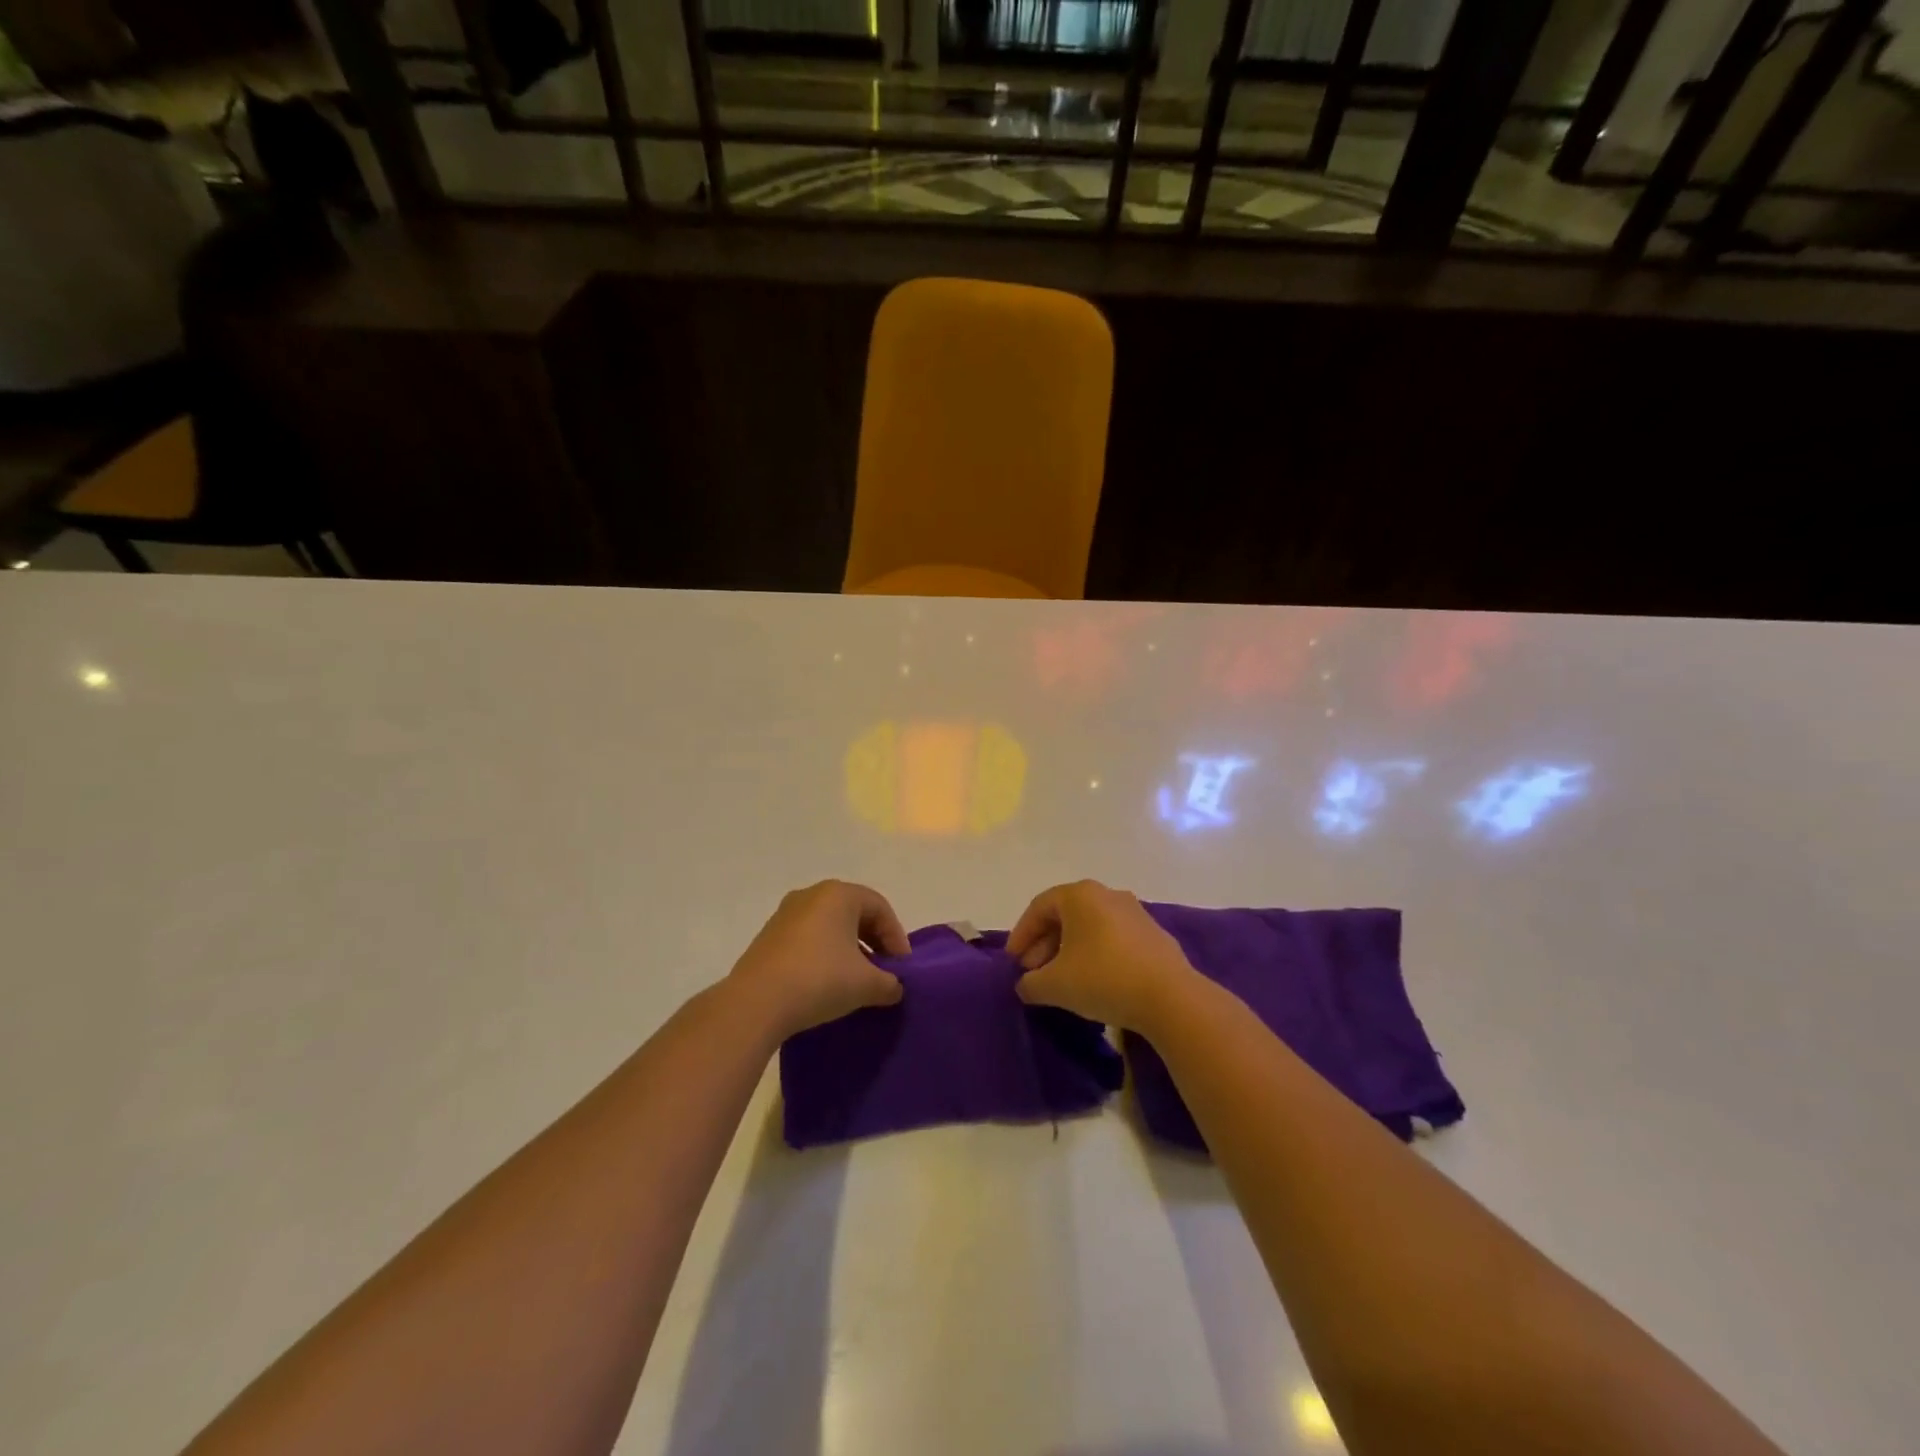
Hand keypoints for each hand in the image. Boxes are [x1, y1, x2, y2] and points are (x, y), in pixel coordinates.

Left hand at [726, 880, 909, 1037]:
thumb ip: (889, 983)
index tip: (901, 968)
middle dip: (873, 941)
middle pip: (854, 913)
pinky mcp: (768, 937)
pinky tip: (826, 983)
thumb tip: (894, 988)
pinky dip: (824, 955)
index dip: (897, 937)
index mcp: (839, 894)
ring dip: (848, 949)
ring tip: (856, 980)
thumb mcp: (867, 985)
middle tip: (883, 970)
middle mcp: (811, 894)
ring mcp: (785, 914)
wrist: (756, 1003)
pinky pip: (807, 939)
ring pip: (829, 926)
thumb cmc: (820, 980)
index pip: (880, 908)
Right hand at [1007, 880, 1201, 1033]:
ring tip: (1061, 981)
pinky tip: (1093, 982)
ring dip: (1069, 951)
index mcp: (1080, 895)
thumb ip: (1030, 983)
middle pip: (1065, 916)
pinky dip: (1095, 955)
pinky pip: (1112, 939)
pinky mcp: (1153, 935)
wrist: (1170, 998)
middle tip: (1033, 974)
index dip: (1021, 935)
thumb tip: (1025, 985)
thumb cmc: (1103, 979)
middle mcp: (1107, 894)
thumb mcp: (1054, 985)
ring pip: (1090, 927)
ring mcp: (1134, 912)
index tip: (1013, 962)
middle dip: (1044, 945)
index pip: (1039, 907)